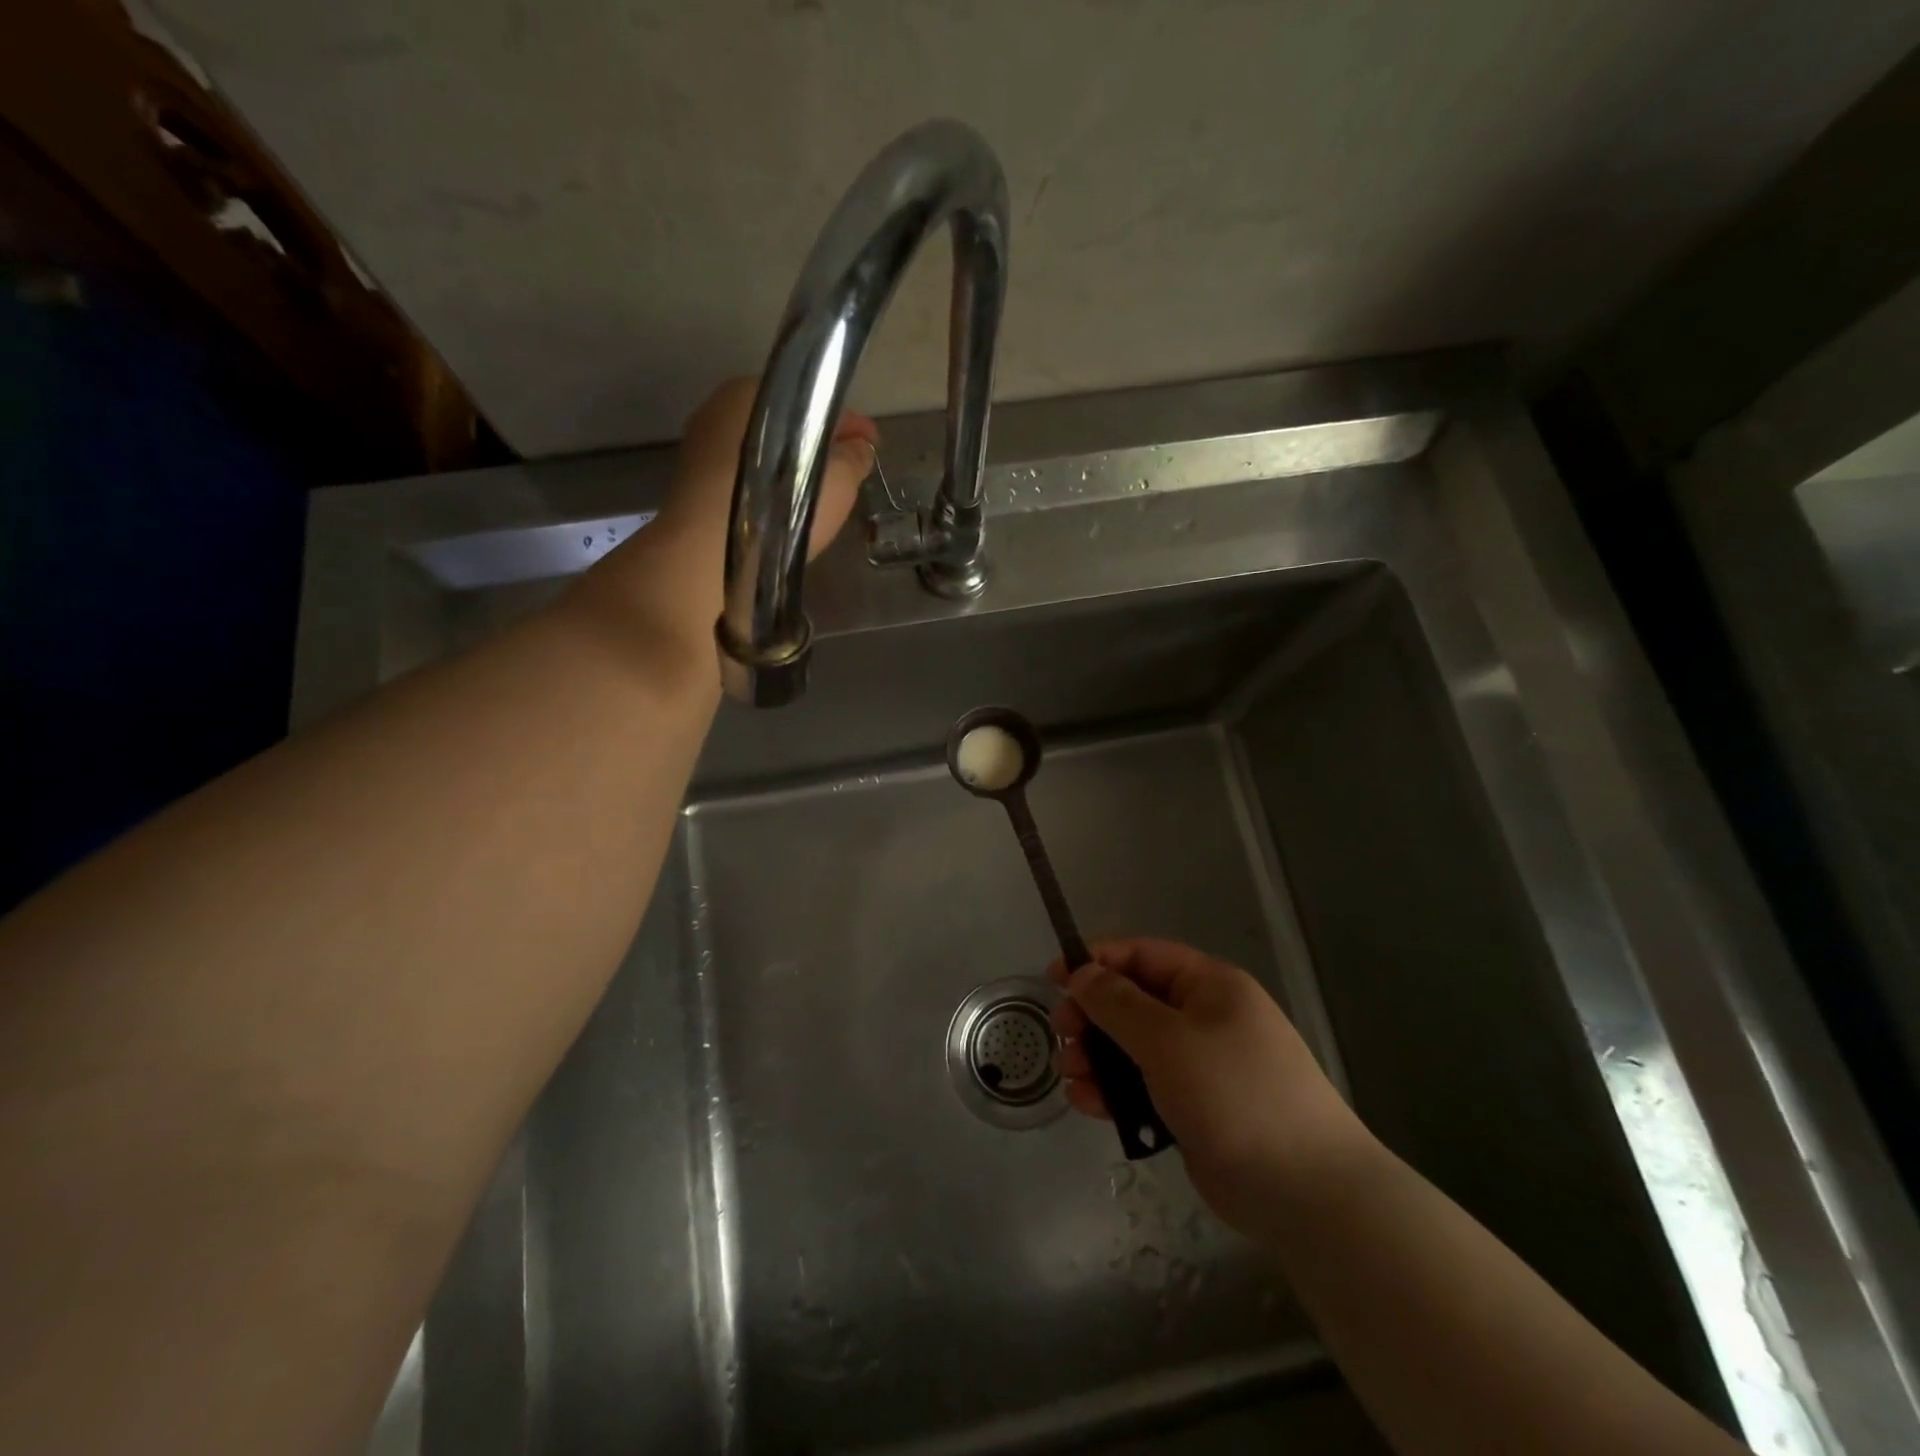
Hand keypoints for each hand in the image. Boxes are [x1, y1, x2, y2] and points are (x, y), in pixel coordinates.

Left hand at [662, 376, 877, 559]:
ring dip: (792, 470)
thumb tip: (859, 448)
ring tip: (821, 497)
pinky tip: (786, 512)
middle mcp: (720, 410)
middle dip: (817, 445)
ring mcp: (701, 448)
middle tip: (848, 471)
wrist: (706, 557)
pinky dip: (768, 489)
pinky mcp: (693, 486)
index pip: (813, 398)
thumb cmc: (775, 507)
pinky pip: (744, 479)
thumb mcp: (835, 481)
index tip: (871, 445)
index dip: (848, 424)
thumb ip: (852, 459)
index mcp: (752, 391)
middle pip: (786, 425)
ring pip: (764, 453)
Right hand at [1050, 939, 1368, 1241]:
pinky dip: (1114, 1091)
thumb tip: (1082, 973)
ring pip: (1133, 1047)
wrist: (1306, 1192)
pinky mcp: (1194, 1109)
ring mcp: (1200, 1066)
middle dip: (1092, 1015)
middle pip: (1133, 1001)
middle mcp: (1204, 1018)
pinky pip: (1143, 1087)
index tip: (1055, 978)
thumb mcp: (1168, 1039)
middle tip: (1061, 1034)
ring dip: (1097, 1056)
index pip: (1142, 955)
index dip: (1096, 961)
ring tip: (1070, 1075)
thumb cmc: (1234, 1095)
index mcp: (1209, 986)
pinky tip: (1088, 1104)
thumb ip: (1118, 1003)